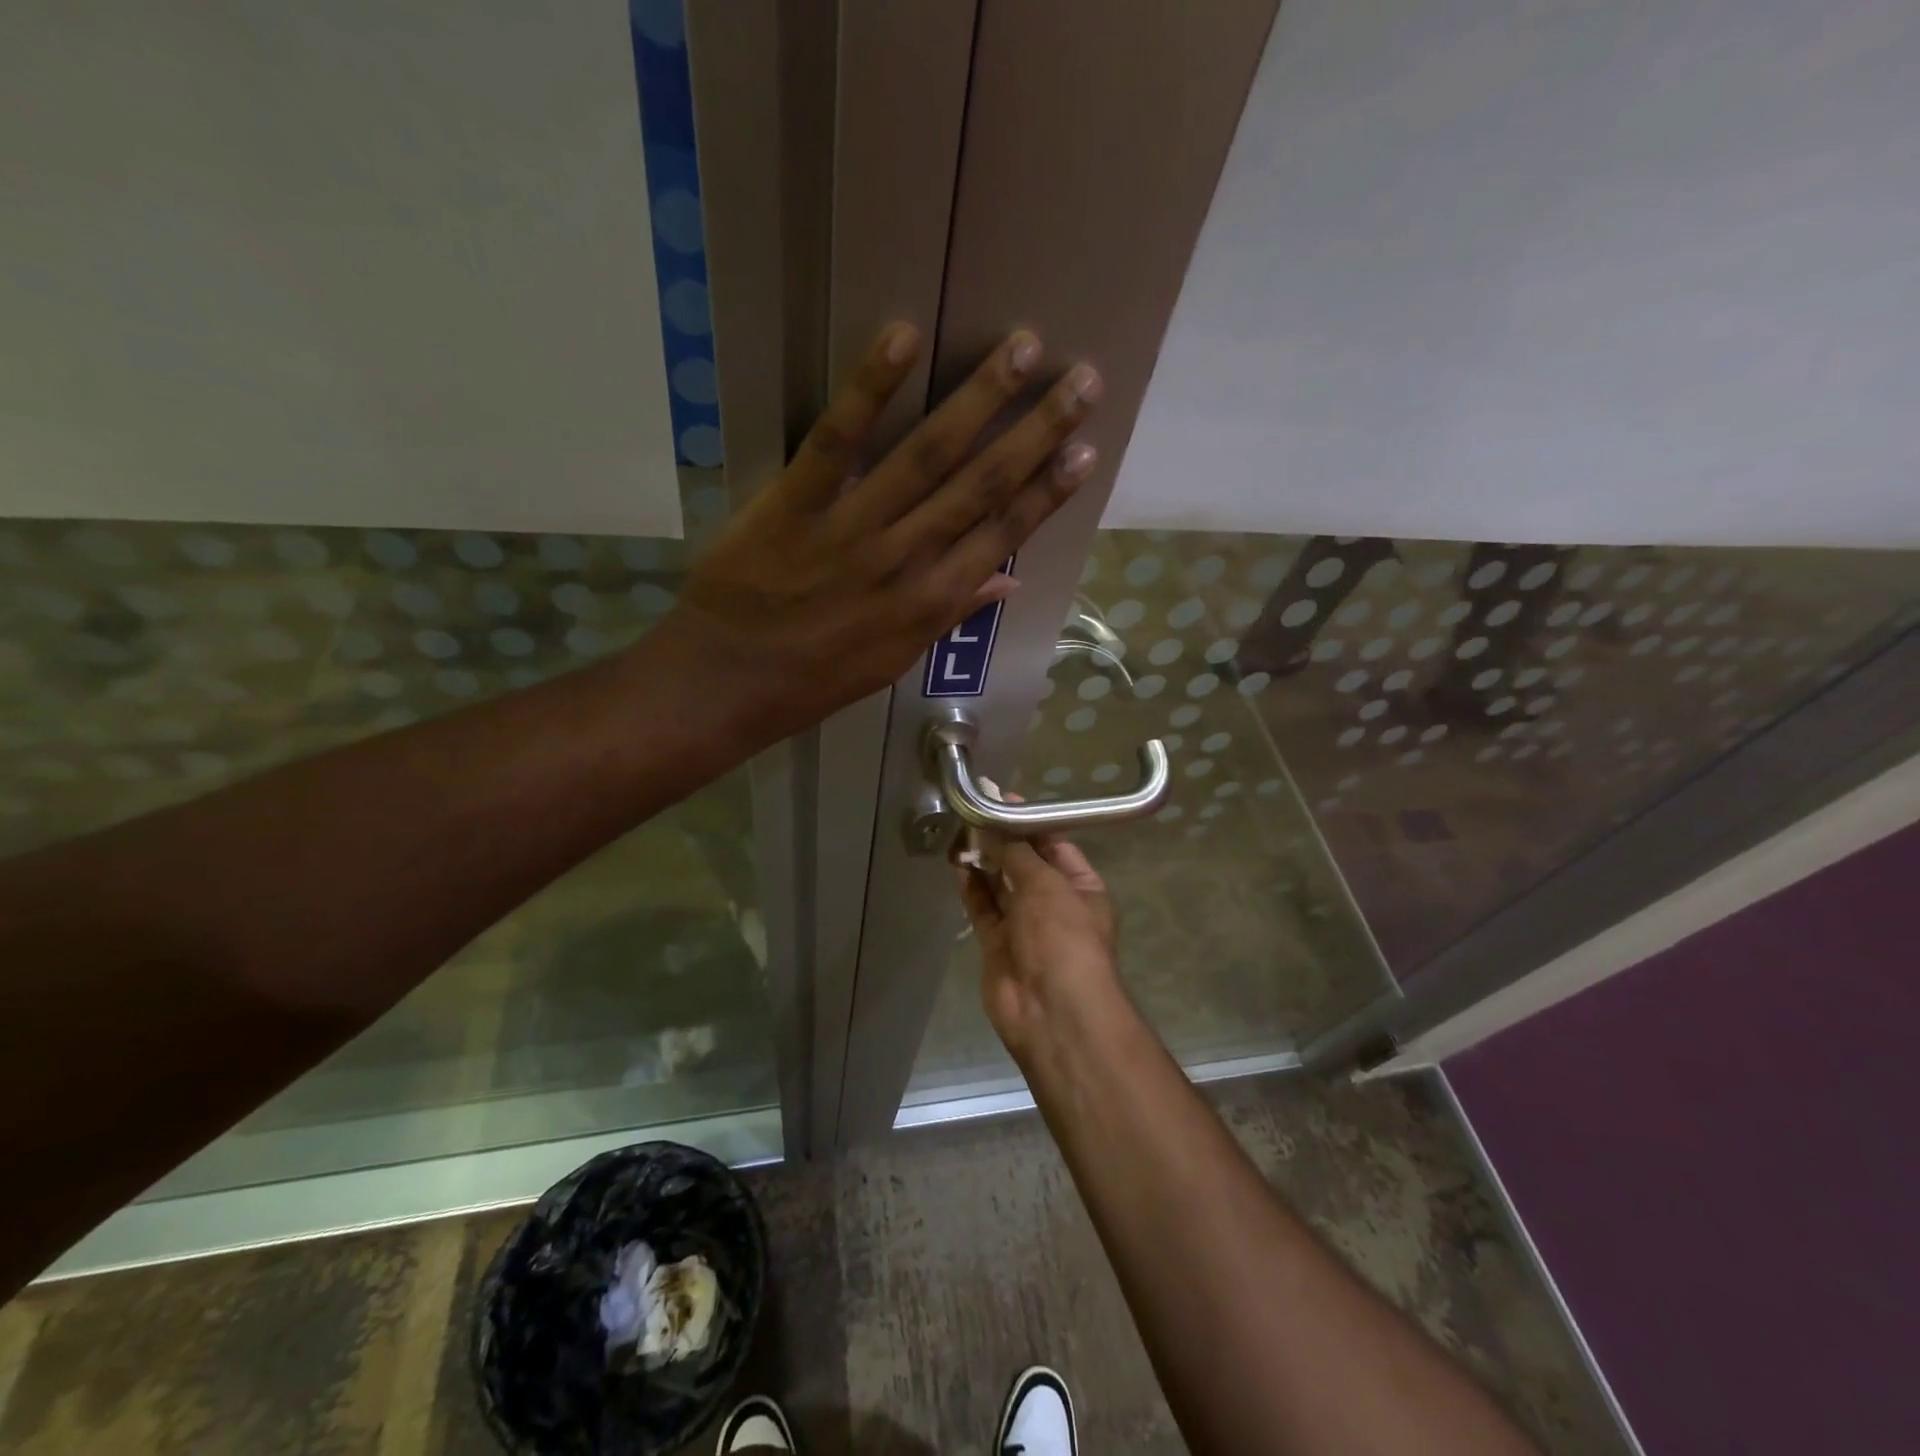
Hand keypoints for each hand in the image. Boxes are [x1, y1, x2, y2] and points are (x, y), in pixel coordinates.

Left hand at [662, 323, 1101, 741]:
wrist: (728, 685)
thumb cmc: (813, 680)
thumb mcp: (893, 661)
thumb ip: (950, 615)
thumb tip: (1009, 581)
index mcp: (930, 602)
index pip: (1002, 535)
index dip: (1047, 492)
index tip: (1085, 450)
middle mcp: (905, 560)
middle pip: (981, 485)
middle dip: (1036, 432)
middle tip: (1083, 380)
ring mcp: (851, 530)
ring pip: (927, 455)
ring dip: (979, 399)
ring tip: (1024, 349)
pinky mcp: (793, 504)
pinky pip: (836, 441)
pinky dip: (869, 389)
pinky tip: (904, 338)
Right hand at [956, 833, 1120, 1063]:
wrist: (1052, 1009)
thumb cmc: (1062, 936)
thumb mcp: (1046, 884)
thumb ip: (1015, 852)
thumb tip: (991, 822)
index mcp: (1081, 887)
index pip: (1054, 845)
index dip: (1028, 823)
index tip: (1000, 800)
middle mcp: (1054, 903)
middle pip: (1025, 863)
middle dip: (1002, 840)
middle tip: (972, 812)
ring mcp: (1025, 925)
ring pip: (1000, 884)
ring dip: (983, 860)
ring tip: (960, 831)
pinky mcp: (997, 943)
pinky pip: (982, 907)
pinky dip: (971, 886)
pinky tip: (957, 862)